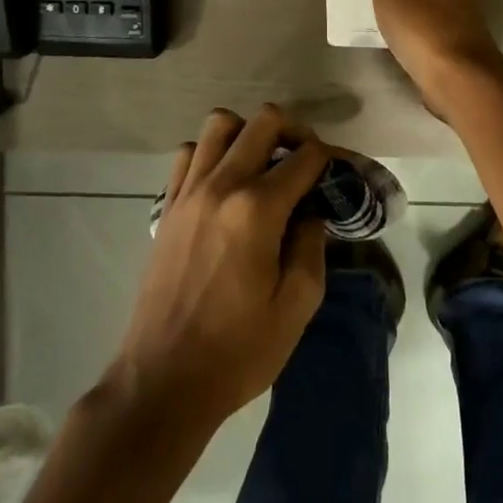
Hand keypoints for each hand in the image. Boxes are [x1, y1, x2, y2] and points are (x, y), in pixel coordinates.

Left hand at [105, 105, 334, 430]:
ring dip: (248, 133)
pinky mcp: (168, 206)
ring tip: (263, 165)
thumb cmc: (237, 351)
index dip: (331, 159)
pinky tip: (224, 183)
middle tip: (306, 162)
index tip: (339, 174)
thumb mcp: (296, 306)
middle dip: (295, 132)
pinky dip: (211, 153)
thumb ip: (311, 246)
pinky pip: (188, 153)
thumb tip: (311, 212)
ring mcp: (188, 191)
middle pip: (264, 120)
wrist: (163, 381)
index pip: (305, 157)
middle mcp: (221, 185)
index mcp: (257, 209)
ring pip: (220, 124)